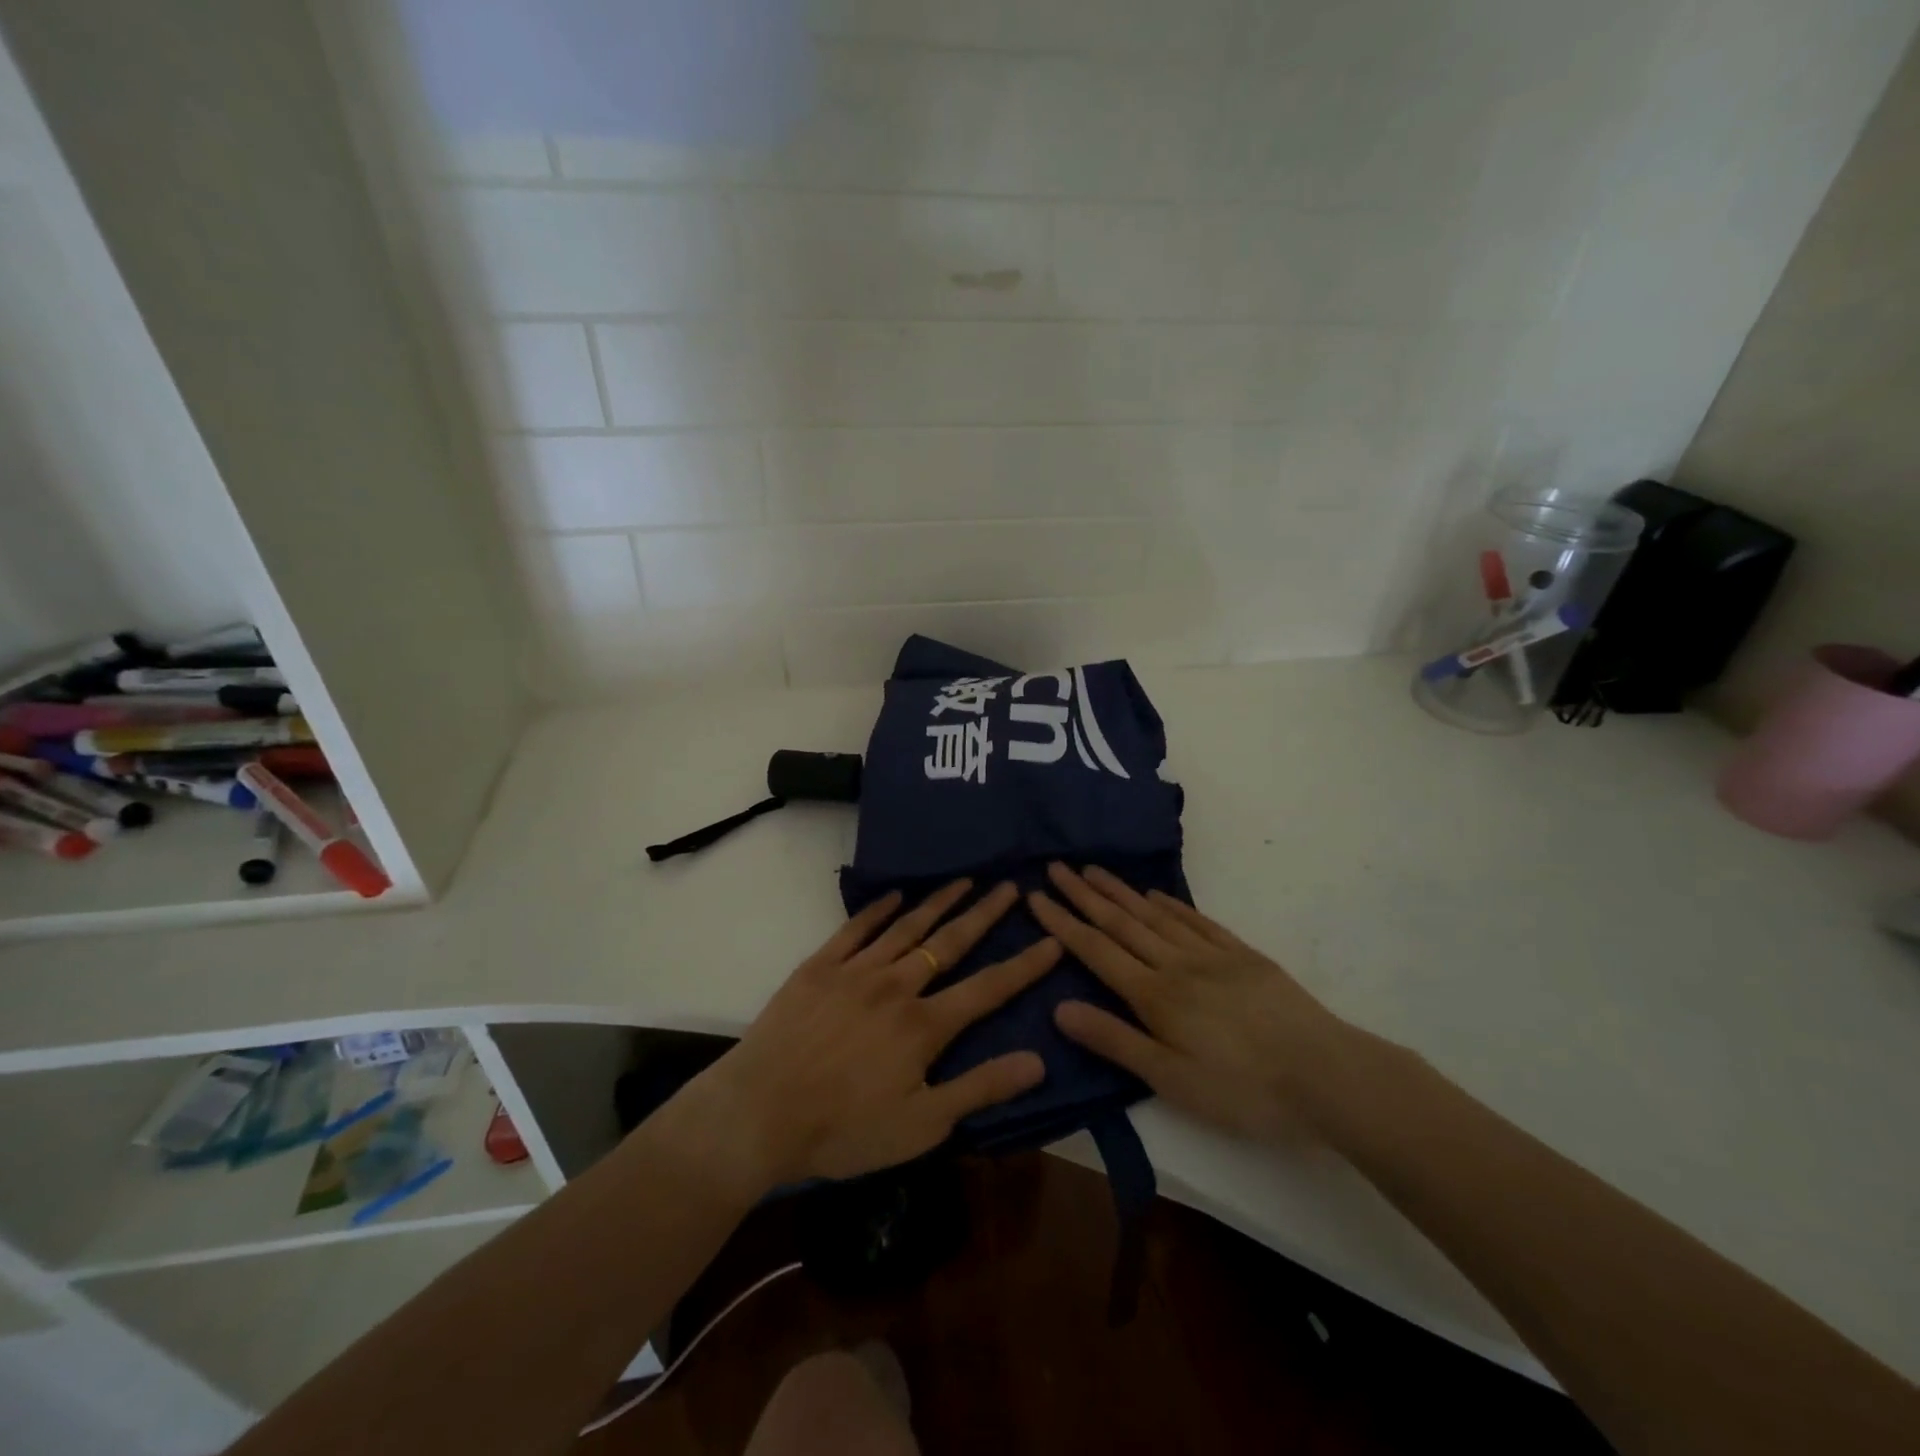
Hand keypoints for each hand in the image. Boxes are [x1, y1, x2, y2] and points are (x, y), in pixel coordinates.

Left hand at [690, 879, 1059, 1188]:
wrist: (759, 1113)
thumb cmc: (843, 1129)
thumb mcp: (921, 1125)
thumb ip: (980, 1089)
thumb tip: (1038, 1060)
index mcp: (924, 1025)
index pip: (988, 988)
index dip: (1024, 965)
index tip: (1052, 939)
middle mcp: (896, 986)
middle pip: (949, 943)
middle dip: (984, 914)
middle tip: (1010, 886)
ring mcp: (855, 971)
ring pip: (907, 928)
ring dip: (939, 902)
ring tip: (965, 879)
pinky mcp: (819, 967)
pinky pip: (855, 929)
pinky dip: (878, 909)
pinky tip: (896, 895)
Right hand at [1030, 864, 1349, 1142]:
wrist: (1327, 1075)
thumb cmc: (1243, 1089)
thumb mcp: (1171, 1079)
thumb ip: (1115, 1040)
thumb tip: (1059, 1007)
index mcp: (1155, 995)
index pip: (1096, 950)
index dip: (1063, 923)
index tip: (1036, 896)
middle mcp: (1176, 964)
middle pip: (1121, 922)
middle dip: (1084, 895)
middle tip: (1056, 866)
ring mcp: (1211, 954)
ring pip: (1154, 915)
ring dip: (1120, 891)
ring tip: (1093, 869)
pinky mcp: (1243, 955)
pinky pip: (1196, 920)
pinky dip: (1170, 903)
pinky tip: (1155, 894)